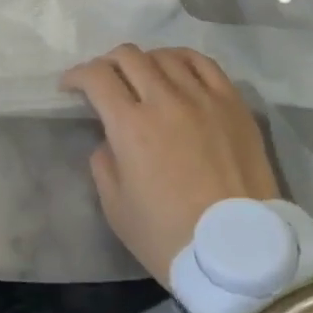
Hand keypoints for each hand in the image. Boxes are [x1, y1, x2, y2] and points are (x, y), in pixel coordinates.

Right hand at [62, 45, 278, 285]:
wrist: (241, 257)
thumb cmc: (170, 238)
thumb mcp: (116, 208)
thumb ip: (103, 162)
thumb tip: (109, 138)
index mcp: (130, 126)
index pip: (96, 76)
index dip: (76, 75)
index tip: (70, 87)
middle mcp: (164, 100)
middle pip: (128, 56)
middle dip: (106, 63)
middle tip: (104, 82)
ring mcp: (202, 98)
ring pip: (164, 55)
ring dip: (144, 62)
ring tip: (142, 78)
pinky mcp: (233, 103)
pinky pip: (203, 63)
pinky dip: (181, 59)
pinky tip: (176, 71)